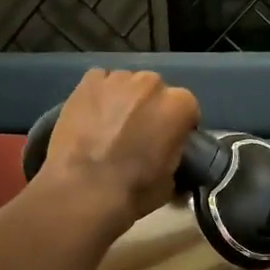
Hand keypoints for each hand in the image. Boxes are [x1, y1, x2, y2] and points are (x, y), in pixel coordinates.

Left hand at [35, 69, 200, 228]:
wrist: (82, 191)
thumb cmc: (133, 191)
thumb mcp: (170, 182)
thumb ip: (175, 156)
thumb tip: (170, 157)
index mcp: (178, 105)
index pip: (187, 110)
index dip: (177, 127)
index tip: (168, 143)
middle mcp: (152, 83)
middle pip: (156, 92)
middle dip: (151, 109)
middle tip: (139, 135)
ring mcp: (117, 79)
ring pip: (127, 85)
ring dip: (125, 101)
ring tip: (112, 126)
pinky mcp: (87, 81)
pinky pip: (100, 83)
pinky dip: (99, 96)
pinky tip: (91, 118)